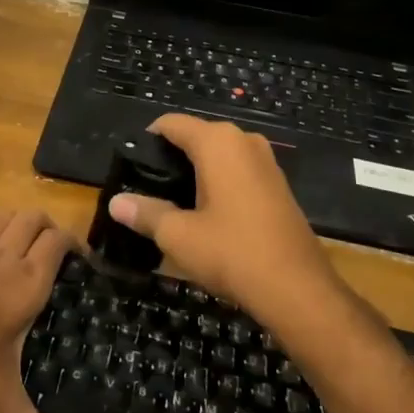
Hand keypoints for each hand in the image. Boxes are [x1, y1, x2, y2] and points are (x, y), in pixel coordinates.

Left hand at [0, 210, 80, 412]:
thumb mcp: (0, 402)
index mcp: (28, 281)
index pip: (59, 242)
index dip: (75, 244)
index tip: (84, 260)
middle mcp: (5, 254)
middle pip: (34, 219)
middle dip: (49, 228)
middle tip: (56, 252)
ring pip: (4, 216)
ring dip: (18, 223)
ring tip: (23, 244)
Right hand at [107, 114, 342, 323]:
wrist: (298, 289)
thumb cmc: (232, 253)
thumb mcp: (178, 235)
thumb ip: (145, 213)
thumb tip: (115, 203)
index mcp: (217, 142)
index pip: (171, 123)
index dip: (147, 140)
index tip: (130, 166)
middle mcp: (244, 141)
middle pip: (195, 136)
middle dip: (171, 158)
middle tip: (148, 189)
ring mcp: (266, 161)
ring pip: (218, 155)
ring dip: (195, 172)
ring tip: (172, 203)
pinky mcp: (278, 184)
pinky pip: (238, 170)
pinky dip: (218, 183)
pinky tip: (206, 213)